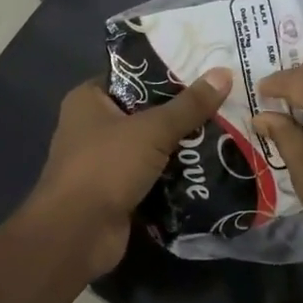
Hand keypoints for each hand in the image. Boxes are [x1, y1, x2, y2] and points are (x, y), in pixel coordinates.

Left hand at [23, 68, 232, 278]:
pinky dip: (174, 175)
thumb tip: (224, 73)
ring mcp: (104, 162)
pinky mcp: (116, 192)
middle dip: (181, 111)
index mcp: (89, 100)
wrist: (77, 235)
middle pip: (145, 111)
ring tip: (225, 131)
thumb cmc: (106, 166)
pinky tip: (210, 167)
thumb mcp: (152, 130)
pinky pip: (152, 175)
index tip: (203, 68)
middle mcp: (92, 126)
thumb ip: (189, 105)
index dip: (166, 71)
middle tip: (222, 100)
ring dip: (181, 145)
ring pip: (151, 146)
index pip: (132, 75)